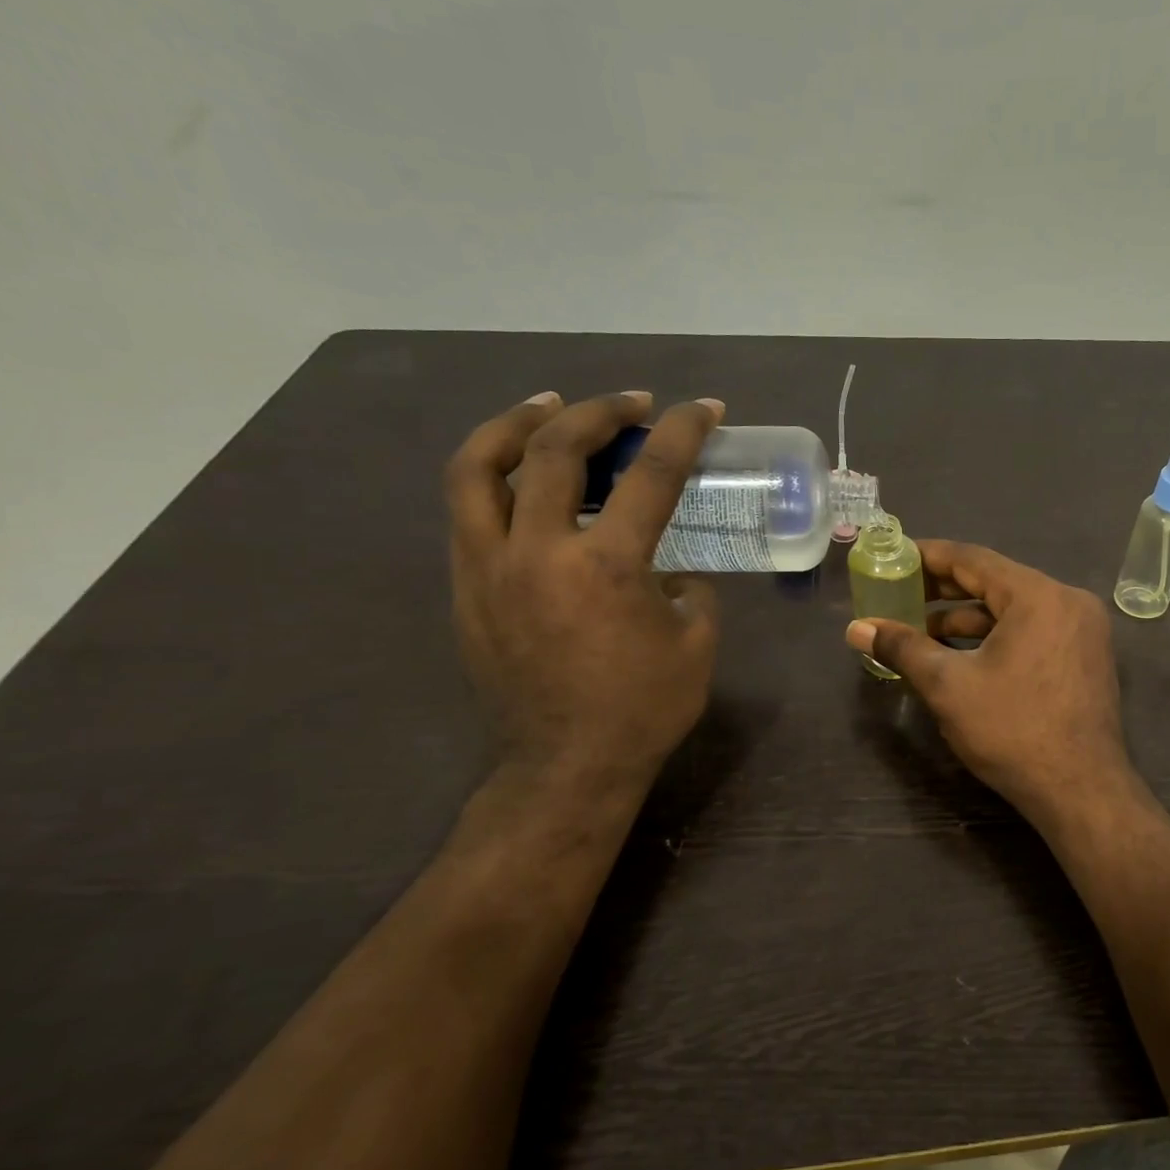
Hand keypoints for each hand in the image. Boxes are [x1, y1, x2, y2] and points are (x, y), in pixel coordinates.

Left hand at [446, 390, 722, 804]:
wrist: (566, 766)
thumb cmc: (644, 708)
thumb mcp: (696, 643)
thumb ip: (688, 589)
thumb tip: (669, 570)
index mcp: (607, 566)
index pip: (650, 475)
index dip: (682, 431)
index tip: (704, 408)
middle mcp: (538, 552)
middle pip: (554, 451)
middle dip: (597, 411)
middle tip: (629, 403)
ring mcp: (488, 568)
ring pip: (478, 468)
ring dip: (516, 424)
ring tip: (546, 407)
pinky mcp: (465, 589)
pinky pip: (468, 512)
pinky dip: (494, 477)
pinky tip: (522, 478)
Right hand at [845, 541, 1135, 828]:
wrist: (1081, 792)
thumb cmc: (1013, 731)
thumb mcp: (949, 685)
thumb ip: (902, 648)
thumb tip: (856, 629)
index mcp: (1038, 595)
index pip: (973, 559)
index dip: (928, 556)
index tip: (894, 558)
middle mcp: (1067, 601)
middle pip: (995, 581)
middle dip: (944, 590)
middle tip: (900, 594)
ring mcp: (1083, 630)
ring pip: (1014, 610)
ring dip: (968, 618)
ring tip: (921, 631)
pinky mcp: (1085, 657)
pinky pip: (1033, 631)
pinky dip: (996, 637)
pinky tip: (961, 654)